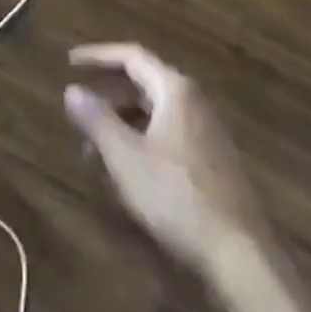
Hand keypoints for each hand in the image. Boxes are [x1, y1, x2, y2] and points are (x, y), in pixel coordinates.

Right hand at [65, 43, 261, 274]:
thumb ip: (96, 119)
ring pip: (154, 111)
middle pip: (143, 82)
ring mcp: (206, 131)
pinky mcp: (211, 159)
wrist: (241, 255)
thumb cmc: (177, 196)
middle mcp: (194, 101)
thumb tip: (71, 90)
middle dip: (107, 94)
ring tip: (93, 146)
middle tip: (77, 108)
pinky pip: (166, 133)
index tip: (69, 62)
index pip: (131, 56)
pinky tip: (124, 168)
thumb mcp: (126, 157)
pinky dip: (139, 138)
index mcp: (175, 90)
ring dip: (121, 121)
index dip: (97, 56)